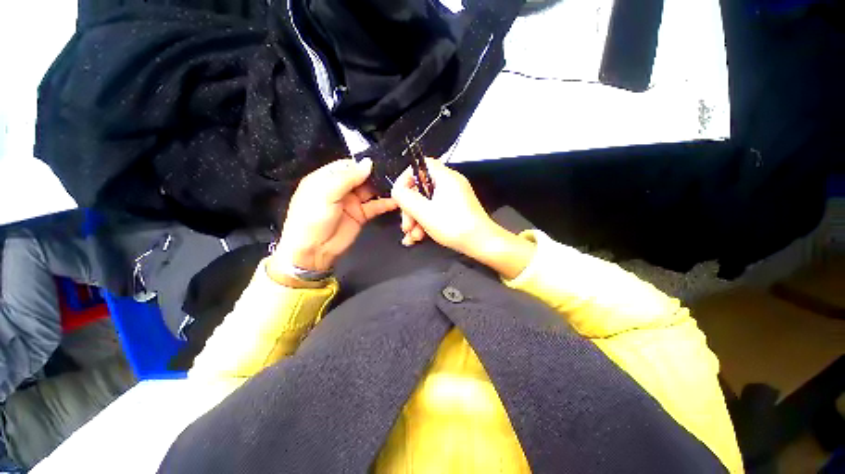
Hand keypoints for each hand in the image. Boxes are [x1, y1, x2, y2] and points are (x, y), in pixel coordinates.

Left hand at [270, 159, 397, 277]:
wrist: (313, 251)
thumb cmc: (312, 218)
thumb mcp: (326, 193)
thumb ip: (348, 178)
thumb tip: (368, 163)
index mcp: (327, 178)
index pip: (348, 165)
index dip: (363, 164)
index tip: (380, 163)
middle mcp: (340, 188)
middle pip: (362, 177)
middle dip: (376, 175)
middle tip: (394, 172)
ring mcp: (352, 202)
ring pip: (371, 190)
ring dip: (383, 188)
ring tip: (399, 185)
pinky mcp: (361, 215)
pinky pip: (376, 206)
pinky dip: (386, 203)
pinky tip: (396, 201)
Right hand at [390, 159, 534, 278]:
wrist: (482, 244)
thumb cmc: (453, 225)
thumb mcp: (424, 212)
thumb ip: (406, 198)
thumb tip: (397, 191)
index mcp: (445, 177)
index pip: (421, 165)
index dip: (407, 178)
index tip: (400, 196)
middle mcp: (450, 184)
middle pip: (422, 188)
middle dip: (410, 208)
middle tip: (406, 226)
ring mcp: (454, 198)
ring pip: (427, 203)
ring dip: (416, 219)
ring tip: (412, 237)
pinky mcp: (456, 211)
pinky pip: (435, 211)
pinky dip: (425, 223)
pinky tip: (417, 239)